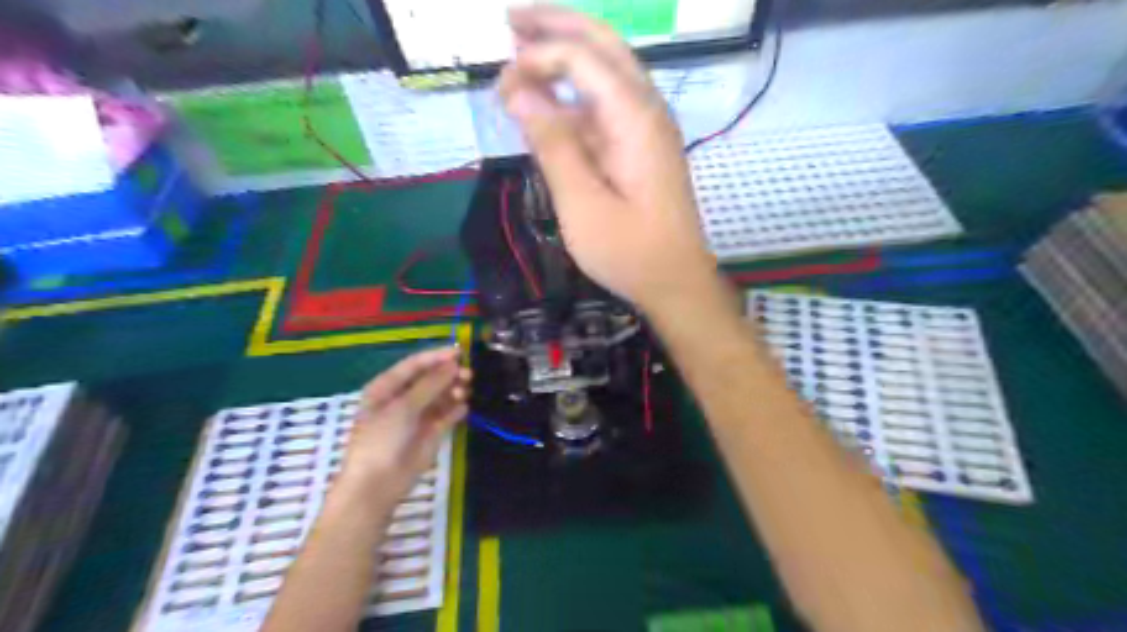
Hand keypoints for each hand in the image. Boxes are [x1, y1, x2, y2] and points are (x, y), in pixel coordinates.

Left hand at [338, 348, 472, 501]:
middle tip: (468, 375)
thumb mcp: (403, 407)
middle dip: (448, 374)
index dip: (436, 356)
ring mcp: (417, 416)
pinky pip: (447, 415)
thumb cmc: (381, 439)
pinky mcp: (431, 433)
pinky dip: (456, 410)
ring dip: (454, 390)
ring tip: (465, 392)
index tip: (460, 352)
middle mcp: (403, 398)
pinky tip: (464, 408)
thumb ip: (430, 384)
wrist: (377, 484)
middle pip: (430, 378)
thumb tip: (453, 364)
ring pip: (441, 396)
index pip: (414, 364)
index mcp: (386, 387)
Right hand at [498, 5, 712, 309]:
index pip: (583, 58)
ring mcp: (647, 128)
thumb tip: (519, 92)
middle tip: (511, 17)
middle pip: (603, 46)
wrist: (676, 283)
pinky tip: (551, 104)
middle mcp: (647, 109)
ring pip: (607, 72)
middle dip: (557, 25)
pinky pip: (607, 108)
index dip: (538, 58)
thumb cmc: (630, 252)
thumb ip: (553, 145)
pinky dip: (576, 97)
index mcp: (635, 118)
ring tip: (523, 49)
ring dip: (567, 55)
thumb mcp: (582, 205)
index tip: (502, 85)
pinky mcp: (642, 148)